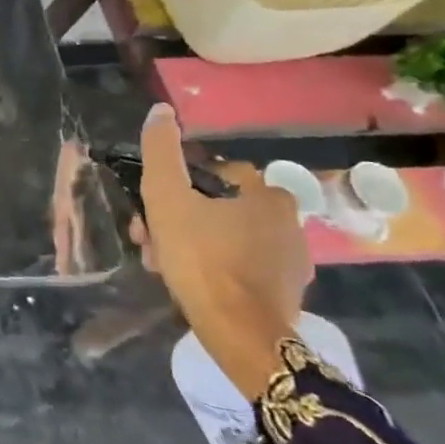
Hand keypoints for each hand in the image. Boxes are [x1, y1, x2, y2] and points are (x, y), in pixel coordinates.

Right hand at [131, 104, 312, 399]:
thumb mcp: (166, 198)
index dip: (178, 188)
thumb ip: (161, 151)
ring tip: (164, 267)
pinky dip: (215, 270)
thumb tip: (161, 110)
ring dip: (192, 245)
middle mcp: (289, 222)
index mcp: (267, 195)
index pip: (214, 174)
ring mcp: (293, 261)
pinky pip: (242, 268)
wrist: (239, 333)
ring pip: (227, 238)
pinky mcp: (288, 293)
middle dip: (179, 221)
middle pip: (218, 208)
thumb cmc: (202, 258)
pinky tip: (192, 284)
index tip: (154, 210)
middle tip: (151, 241)